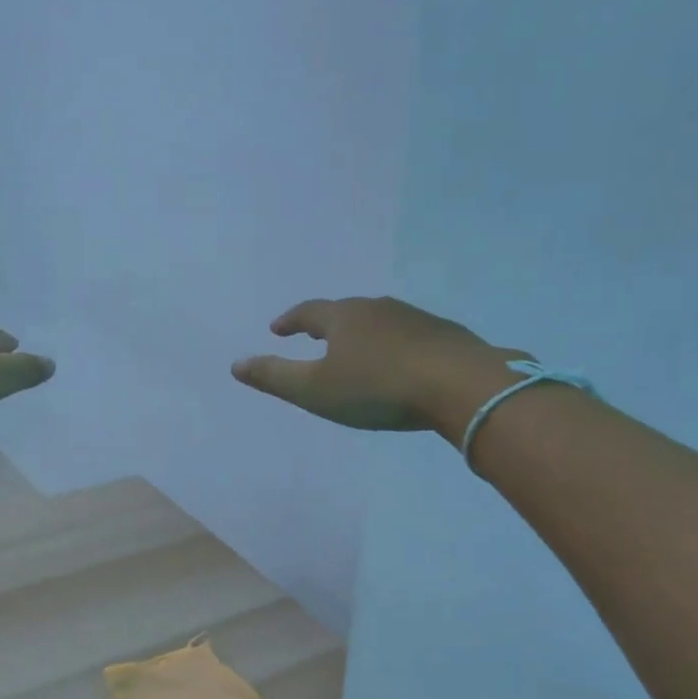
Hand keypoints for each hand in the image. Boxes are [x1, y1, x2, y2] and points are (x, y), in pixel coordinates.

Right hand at [232, 296, 526, 443]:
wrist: (462, 386)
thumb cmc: (378, 388)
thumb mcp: (315, 390)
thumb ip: (274, 377)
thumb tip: (235, 364)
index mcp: (343, 318)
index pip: (307, 312)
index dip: (290, 321)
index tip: (277, 329)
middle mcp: (377, 309)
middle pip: (344, 312)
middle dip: (326, 324)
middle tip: (314, 336)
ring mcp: (415, 318)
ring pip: (378, 321)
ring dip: (362, 333)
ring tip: (355, 350)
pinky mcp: (444, 335)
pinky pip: (408, 335)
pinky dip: (393, 345)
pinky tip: (399, 363)